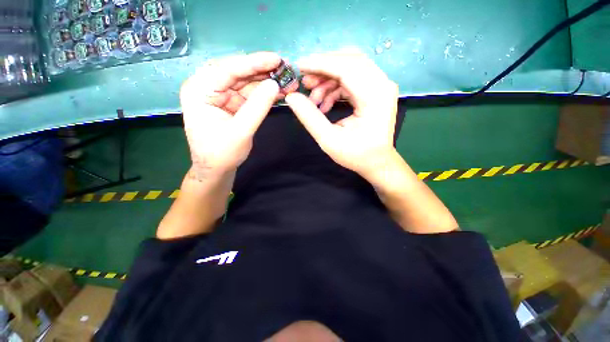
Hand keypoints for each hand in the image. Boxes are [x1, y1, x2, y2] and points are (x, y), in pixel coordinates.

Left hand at [180, 52, 281, 179]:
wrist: (216, 169)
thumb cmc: (222, 153)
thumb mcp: (241, 131)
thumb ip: (257, 107)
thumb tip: (274, 85)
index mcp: (200, 90)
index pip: (228, 69)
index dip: (254, 63)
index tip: (277, 59)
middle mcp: (209, 87)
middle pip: (239, 73)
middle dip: (264, 72)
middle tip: (287, 70)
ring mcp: (222, 95)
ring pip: (248, 82)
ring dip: (268, 82)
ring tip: (289, 81)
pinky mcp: (233, 103)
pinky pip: (251, 94)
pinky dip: (266, 93)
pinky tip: (280, 91)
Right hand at [285, 52, 398, 177]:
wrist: (377, 162)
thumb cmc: (356, 155)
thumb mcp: (328, 140)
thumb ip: (309, 117)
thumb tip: (291, 97)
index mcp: (374, 97)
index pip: (346, 68)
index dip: (320, 64)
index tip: (299, 66)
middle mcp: (382, 85)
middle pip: (350, 61)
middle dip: (323, 69)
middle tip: (306, 83)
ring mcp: (382, 86)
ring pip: (351, 68)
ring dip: (328, 80)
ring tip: (314, 99)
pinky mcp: (377, 91)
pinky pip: (353, 79)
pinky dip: (336, 87)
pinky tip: (325, 103)